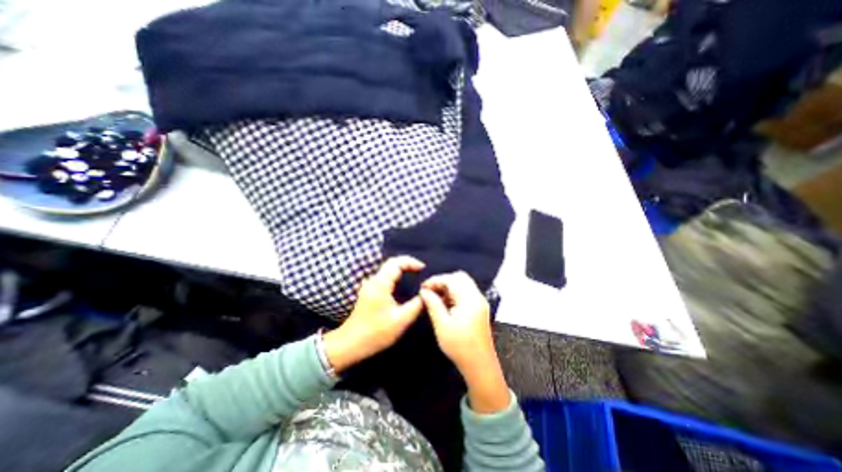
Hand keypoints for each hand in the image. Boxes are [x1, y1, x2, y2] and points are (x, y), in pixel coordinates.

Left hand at [324, 257, 427, 372]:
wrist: (351, 343)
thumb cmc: (377, 332)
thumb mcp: (401, 320)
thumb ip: (417, 304)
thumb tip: (427, 293)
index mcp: (381, 284)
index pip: (396, 262)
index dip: (411, 262)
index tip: (423, 268)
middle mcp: (374, 280)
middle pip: (391, 263)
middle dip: (407, 262)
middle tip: (420, 269)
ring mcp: (369, 285)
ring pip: (387, 268)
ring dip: (401, 267)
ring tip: (415, 273)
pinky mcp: (369, 291)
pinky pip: (384, 276)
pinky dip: (396, 274)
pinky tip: (403, 282)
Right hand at [418, 273, 509, 411]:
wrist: (480, 366)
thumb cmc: (459, 346)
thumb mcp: (442, 325)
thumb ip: (433, 304)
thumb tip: (424, 291)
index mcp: (469, 299)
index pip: (451, 279)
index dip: (436, 280)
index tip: (423, 287)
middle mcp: (477, 297)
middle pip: (460, 278)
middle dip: (443, 281)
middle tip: (430, 291)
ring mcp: (480, 302)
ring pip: (463, 284)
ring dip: (449, 287)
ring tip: (435, 298)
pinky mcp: (479, 308)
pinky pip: (466, 293)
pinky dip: (454, 294)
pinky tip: (445, 304)